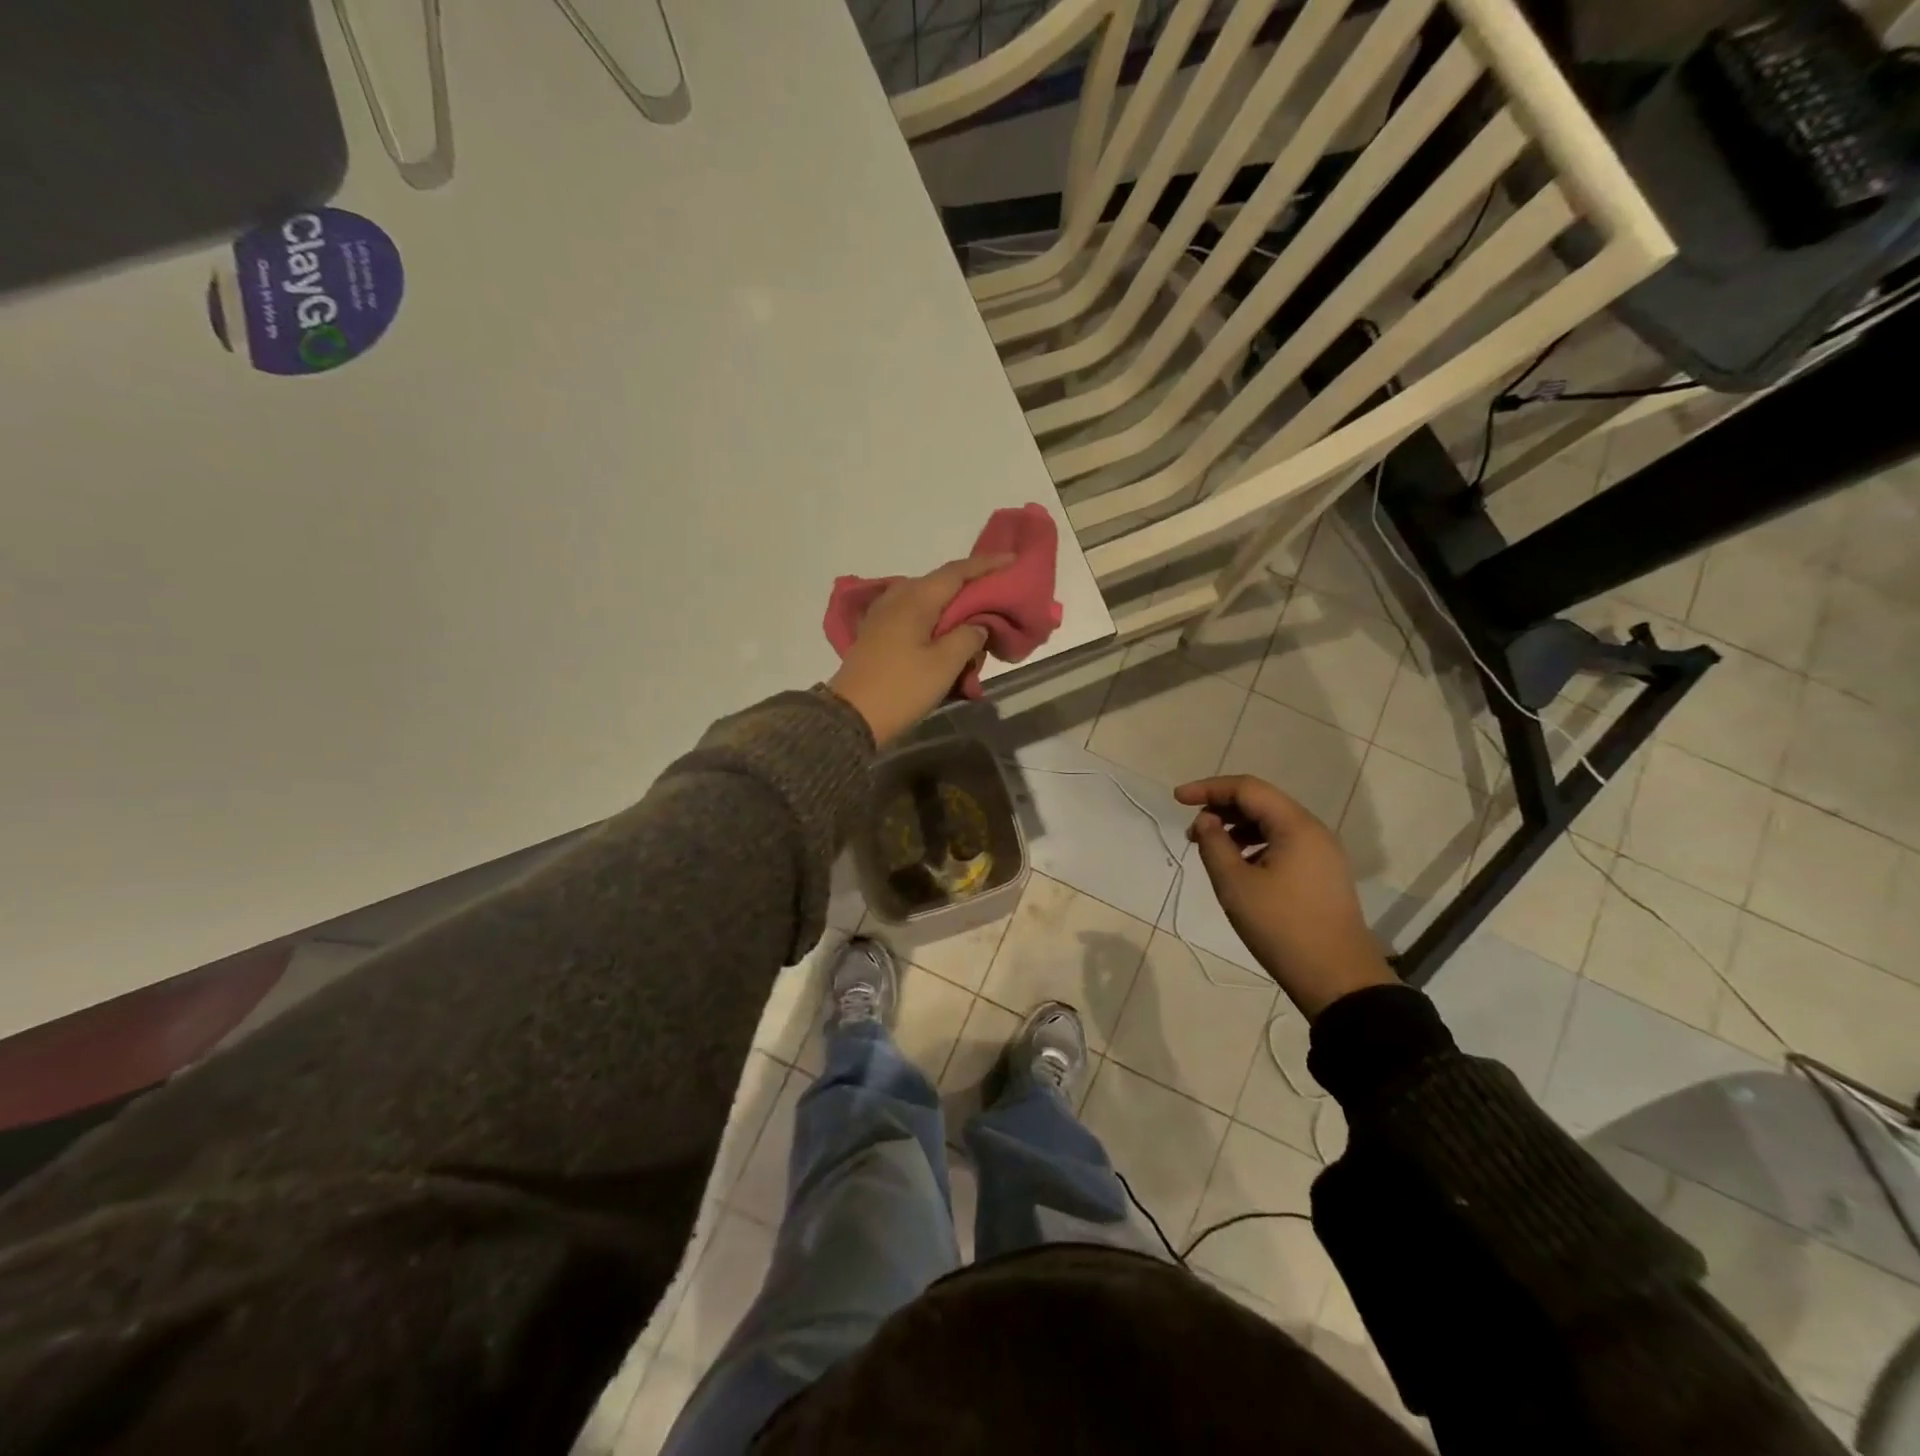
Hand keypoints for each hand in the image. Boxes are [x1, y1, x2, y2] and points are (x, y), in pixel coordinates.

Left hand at [827, 553, 1014, 745]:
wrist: (851, 717)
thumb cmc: (902, 688)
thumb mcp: (945, 664)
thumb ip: (968, 637)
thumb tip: (976, 625)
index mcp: (915, 598)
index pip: (957, 571)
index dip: (986, 564)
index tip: (1012, 560)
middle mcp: (897, 598)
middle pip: (942, 586)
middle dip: (971, 593)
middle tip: (998, 604)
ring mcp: (883, 616)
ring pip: (928, 605)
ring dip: (953, 615)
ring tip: (975, 633)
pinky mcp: (877, 635)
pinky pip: (915, 621)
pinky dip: (935, 628)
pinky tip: (947, 644)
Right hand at [1176, 775, 1397, 1018]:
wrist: (1337, 979)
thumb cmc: (1281, 927)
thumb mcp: (1235, 885)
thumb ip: (1213, 844)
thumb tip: (1205, 821)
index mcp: (1296, 826)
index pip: (1247, 788)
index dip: (1208, 788)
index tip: (1176, 799)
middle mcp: (1313, 831)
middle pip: (1261, 802)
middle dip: (1222, 808)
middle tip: (1191, 830)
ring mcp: (1321, 853)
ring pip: (1272, 823)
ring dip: (1237, 828)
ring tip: (1209, 849)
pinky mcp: (1322, 873)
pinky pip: (1283, 843)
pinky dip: (1255, 845)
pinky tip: (1238, 866)